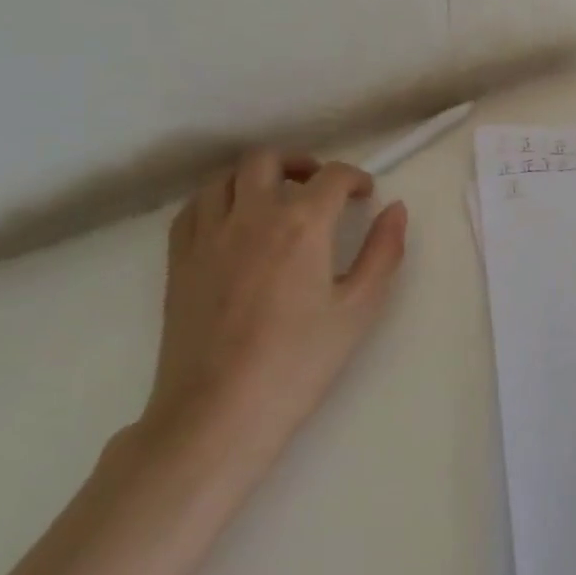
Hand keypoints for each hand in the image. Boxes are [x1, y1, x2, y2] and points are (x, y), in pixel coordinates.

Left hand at [139, 150, 408, 472]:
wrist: (217, 415)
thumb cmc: (298, 363)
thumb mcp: (358, 308)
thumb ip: (383, 251)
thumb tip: (396, 209)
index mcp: (301, 224)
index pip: (332, 176)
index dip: (354, 177)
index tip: (364, 194)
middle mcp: (252, 215)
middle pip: (269, 159)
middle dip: (300, 163)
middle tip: (318, 186)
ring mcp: (208, 236)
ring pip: (226, 178)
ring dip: (255, 176)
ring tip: (274, 198)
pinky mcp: (179, 261)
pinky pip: (193, 208)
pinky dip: (217, 200)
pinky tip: (231, 222)